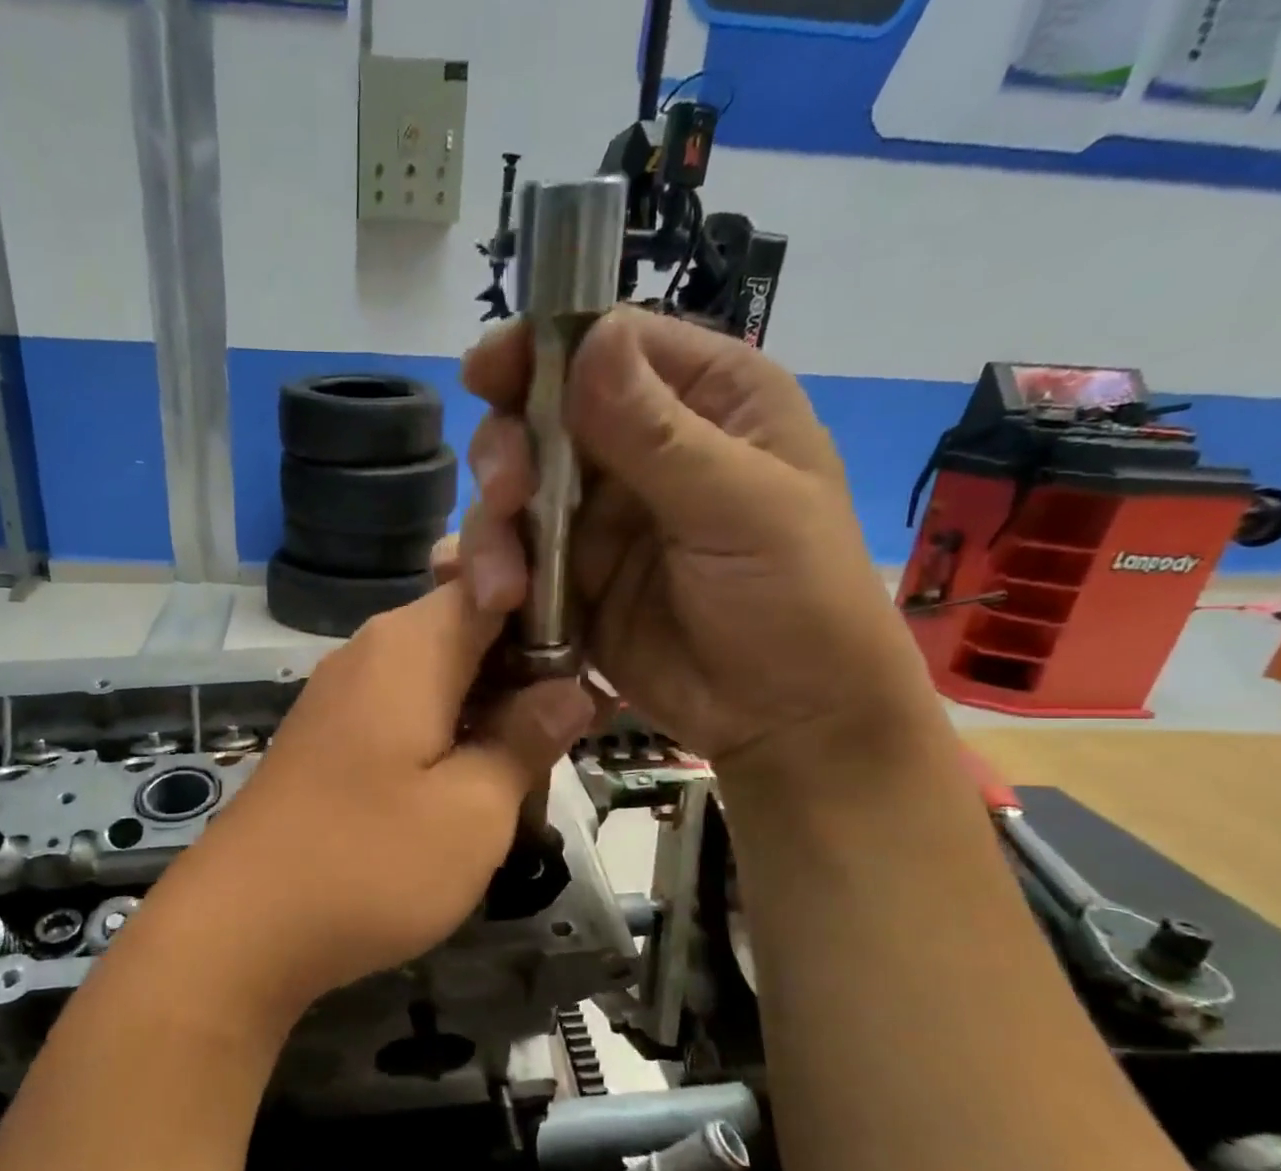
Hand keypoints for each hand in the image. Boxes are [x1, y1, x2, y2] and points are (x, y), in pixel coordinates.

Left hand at [150, 583, 593, 1023]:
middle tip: (574, 734)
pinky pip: (406, 714)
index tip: (598, 666)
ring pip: (441, 678)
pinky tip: (470, 789)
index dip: (556, 614)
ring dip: (490, 713)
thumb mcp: (474, 810)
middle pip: (470, 632)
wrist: (239, 929)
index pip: (498, 583)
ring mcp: (343, 696)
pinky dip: (448, 737)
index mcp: (410, 645)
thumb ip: (527, 739)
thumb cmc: (369, 864)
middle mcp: (371, 652)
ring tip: (532, 773)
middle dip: (527, 674)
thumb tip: (571, 690)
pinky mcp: (330, 739)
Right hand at [454, 309, 934, 766]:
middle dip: (509, 455)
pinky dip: (488, 576)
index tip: (485, 373)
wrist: (785, 719)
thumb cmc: (797, 601)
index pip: (609, 347)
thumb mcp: (742, 509)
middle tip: (506, 498)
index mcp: (706, 402)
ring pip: (515, 497)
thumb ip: (659, 434)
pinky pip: (513, 563)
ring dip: (494, 534)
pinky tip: (483, 601)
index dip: (542, 351)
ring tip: (503, 592)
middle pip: (543, 420)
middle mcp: (642, 451)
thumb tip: (588, 341)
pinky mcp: (571, 584)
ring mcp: (599, 522)